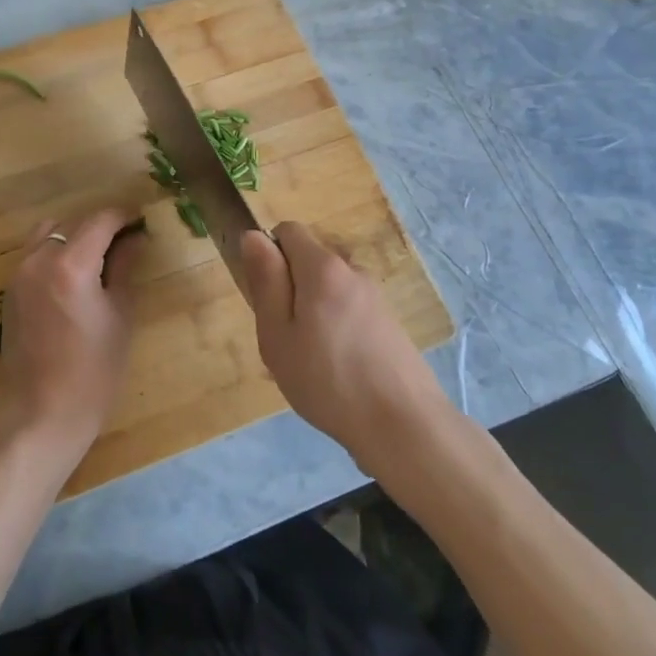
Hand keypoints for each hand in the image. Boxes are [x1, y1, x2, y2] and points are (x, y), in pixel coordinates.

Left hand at [0, 208, 142, 462]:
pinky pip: (35, 254)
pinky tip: (75, 276)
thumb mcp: (120, 315)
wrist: (42, 414)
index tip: (142, 219)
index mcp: (71, 265)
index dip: (124, 215)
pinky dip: (56, 252)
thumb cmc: (93, 371)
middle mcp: (39, 260)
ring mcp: (18, 275)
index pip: (100, 220)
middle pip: (73, 222)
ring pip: (48, 233)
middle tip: (126, 241)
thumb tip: (135, 239)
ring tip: (98, 257)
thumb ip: (125, 268)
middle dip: (100, 226)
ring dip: (74, 235)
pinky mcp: (9, 291)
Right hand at [240, 223, 450, 466]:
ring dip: (312, 314)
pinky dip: (336, 331)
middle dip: (290, 290)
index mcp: (323, 268)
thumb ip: (265, 281)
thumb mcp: (277, 334)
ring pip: (329, 291)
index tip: (266, 299)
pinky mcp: (389, 323)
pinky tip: (336, 374)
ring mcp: (375, 297)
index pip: (288, 231)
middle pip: (309, 262)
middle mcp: (352, 271)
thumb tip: (253, 235)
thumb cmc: (327, 379)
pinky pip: (349, 312)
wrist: (403, 424)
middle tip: (283, 340)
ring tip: (309, 364)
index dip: (269, 256)